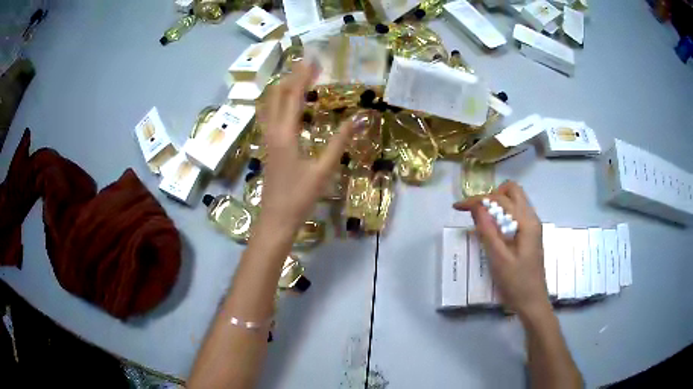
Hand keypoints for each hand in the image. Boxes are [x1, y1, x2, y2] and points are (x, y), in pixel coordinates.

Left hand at [258, 61, 360, 230]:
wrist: (276, 219)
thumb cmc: (300, 197)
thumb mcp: (323, 169)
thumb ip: (340, 141)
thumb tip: (360, 118)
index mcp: (285, 134)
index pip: (293, 96)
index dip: (302, 76)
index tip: (312, 60)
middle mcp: (272, 131)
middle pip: (277, 96)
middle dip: (291, 77)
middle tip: (307, 65)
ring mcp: (267, 139)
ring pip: (269, 105)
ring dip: (282, 88)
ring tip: (296, 78)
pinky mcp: (267, 147)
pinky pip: (269, 116)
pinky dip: (277, 103)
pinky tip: (285, 105)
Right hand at [454, 181, 549, 318]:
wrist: (532, 303)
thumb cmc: (516, 283)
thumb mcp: (499, 258)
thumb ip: (487, 230)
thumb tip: (476, 206)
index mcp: (526, 222)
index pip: (501, 199)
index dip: (477, 200)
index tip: (457, 207)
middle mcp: (532, 218)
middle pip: (513, 191)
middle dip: (491, 195)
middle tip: (476, 212)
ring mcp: (532, 226)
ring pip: (515, 201)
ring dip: (497, 204)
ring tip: (481, 220)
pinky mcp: (529, 234)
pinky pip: (516, 213)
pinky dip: (502, 214)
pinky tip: (493, 230)